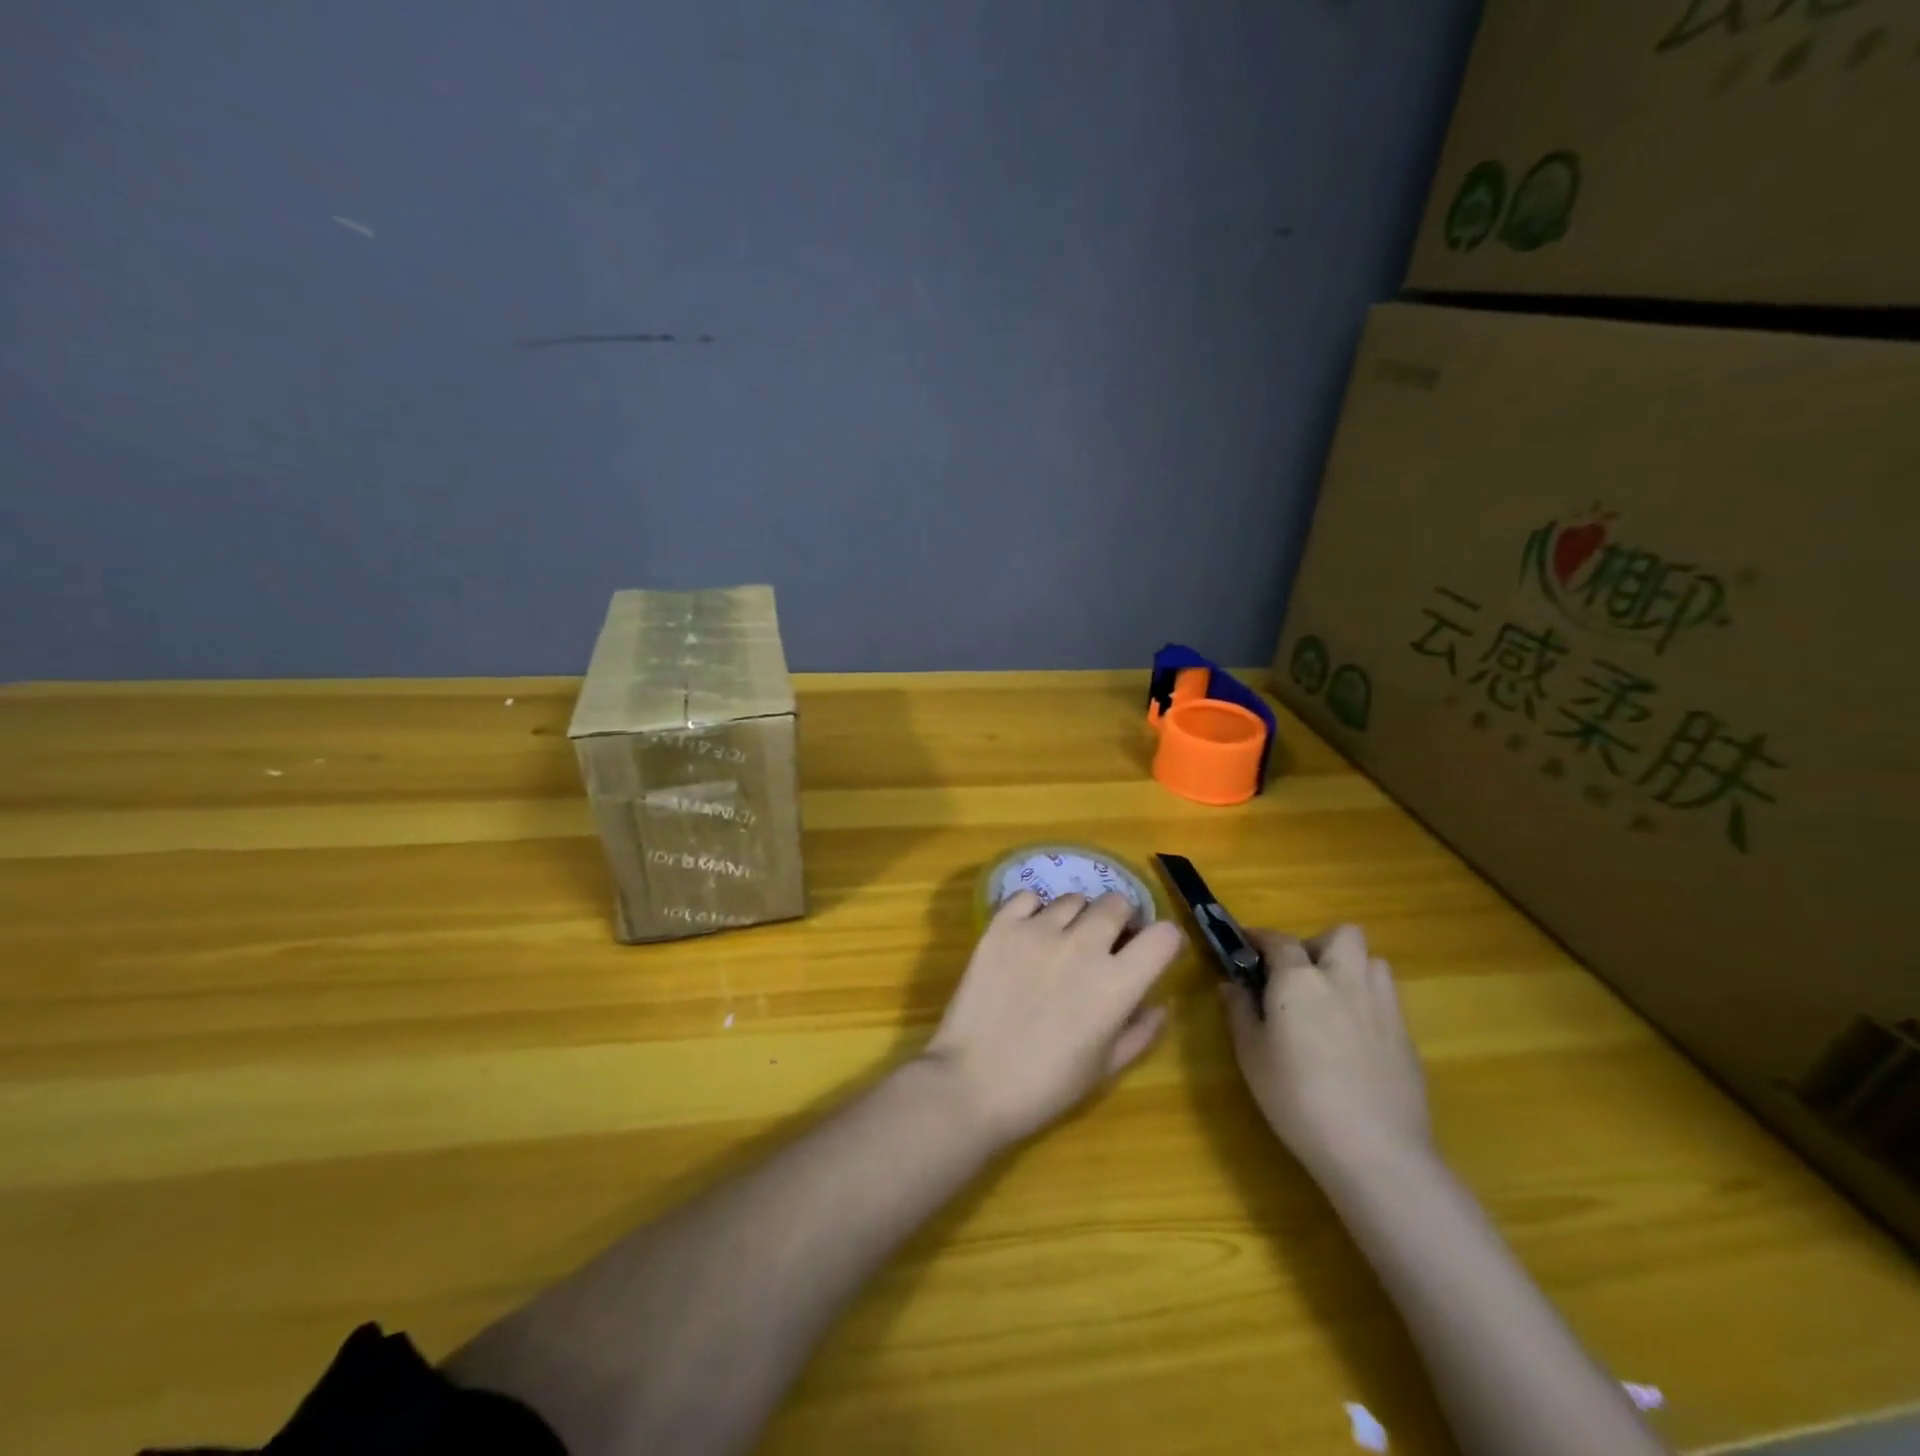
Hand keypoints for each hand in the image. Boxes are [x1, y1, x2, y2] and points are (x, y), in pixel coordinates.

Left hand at [924, 891, 1184, 1146]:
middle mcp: (1082, 945)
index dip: (1165, 941)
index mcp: (1116, 984)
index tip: (1153, 952)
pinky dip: (1034, 910)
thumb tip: (1160, 1004)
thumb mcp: (1104, 1068)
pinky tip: (1028, 935)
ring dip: (1077, 917)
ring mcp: (1038, 930)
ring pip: (1073, 899)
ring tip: (1062, 942)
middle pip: (1117, 903)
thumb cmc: (1044, 1086)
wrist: (971, 1083)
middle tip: (1106, 943)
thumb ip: (1140, 1032)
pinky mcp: (1001, 925)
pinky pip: (1028, 897)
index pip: (1164, 936)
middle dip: (1121, 920)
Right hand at [1220, 924, 1431, 1182]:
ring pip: (1372, 962)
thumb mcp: (1251, 1055)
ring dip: (1350, 969)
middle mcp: (1344, 979)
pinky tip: (1353, 1039)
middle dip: (1319, 945)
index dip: (1259, 938)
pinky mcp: (1407, 1037)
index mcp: (1300, 979)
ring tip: (1330, 1001)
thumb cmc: (1297, 1098)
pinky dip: (1368, 1004)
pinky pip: (1386, 1000)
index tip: (1246, 946)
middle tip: (1299, 976)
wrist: (1375, 1151)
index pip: (1278, 940)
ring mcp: (1382, 1006)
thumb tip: (1231, 984)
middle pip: (1343, 935)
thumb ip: (1240, 1012)